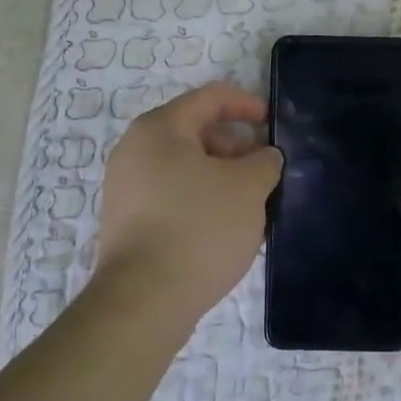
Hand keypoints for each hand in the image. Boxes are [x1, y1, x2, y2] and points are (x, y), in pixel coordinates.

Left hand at [94, 82, 283, 327]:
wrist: (144, 302)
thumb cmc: (199, 228)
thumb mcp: (248, 188)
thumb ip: (264, 162)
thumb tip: (264, 158)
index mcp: (159, 129)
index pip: (210, 98)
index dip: (246, 104)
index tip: (274, 123)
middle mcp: (135, 150)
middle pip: (196, 132)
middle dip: (236, 146)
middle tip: (266, 171)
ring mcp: (126, 188)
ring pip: (185, 167)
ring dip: (222, 176)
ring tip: (252, 203)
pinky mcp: (128, 222)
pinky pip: (173, 195)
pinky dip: (202, 199)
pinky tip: (225, 226)